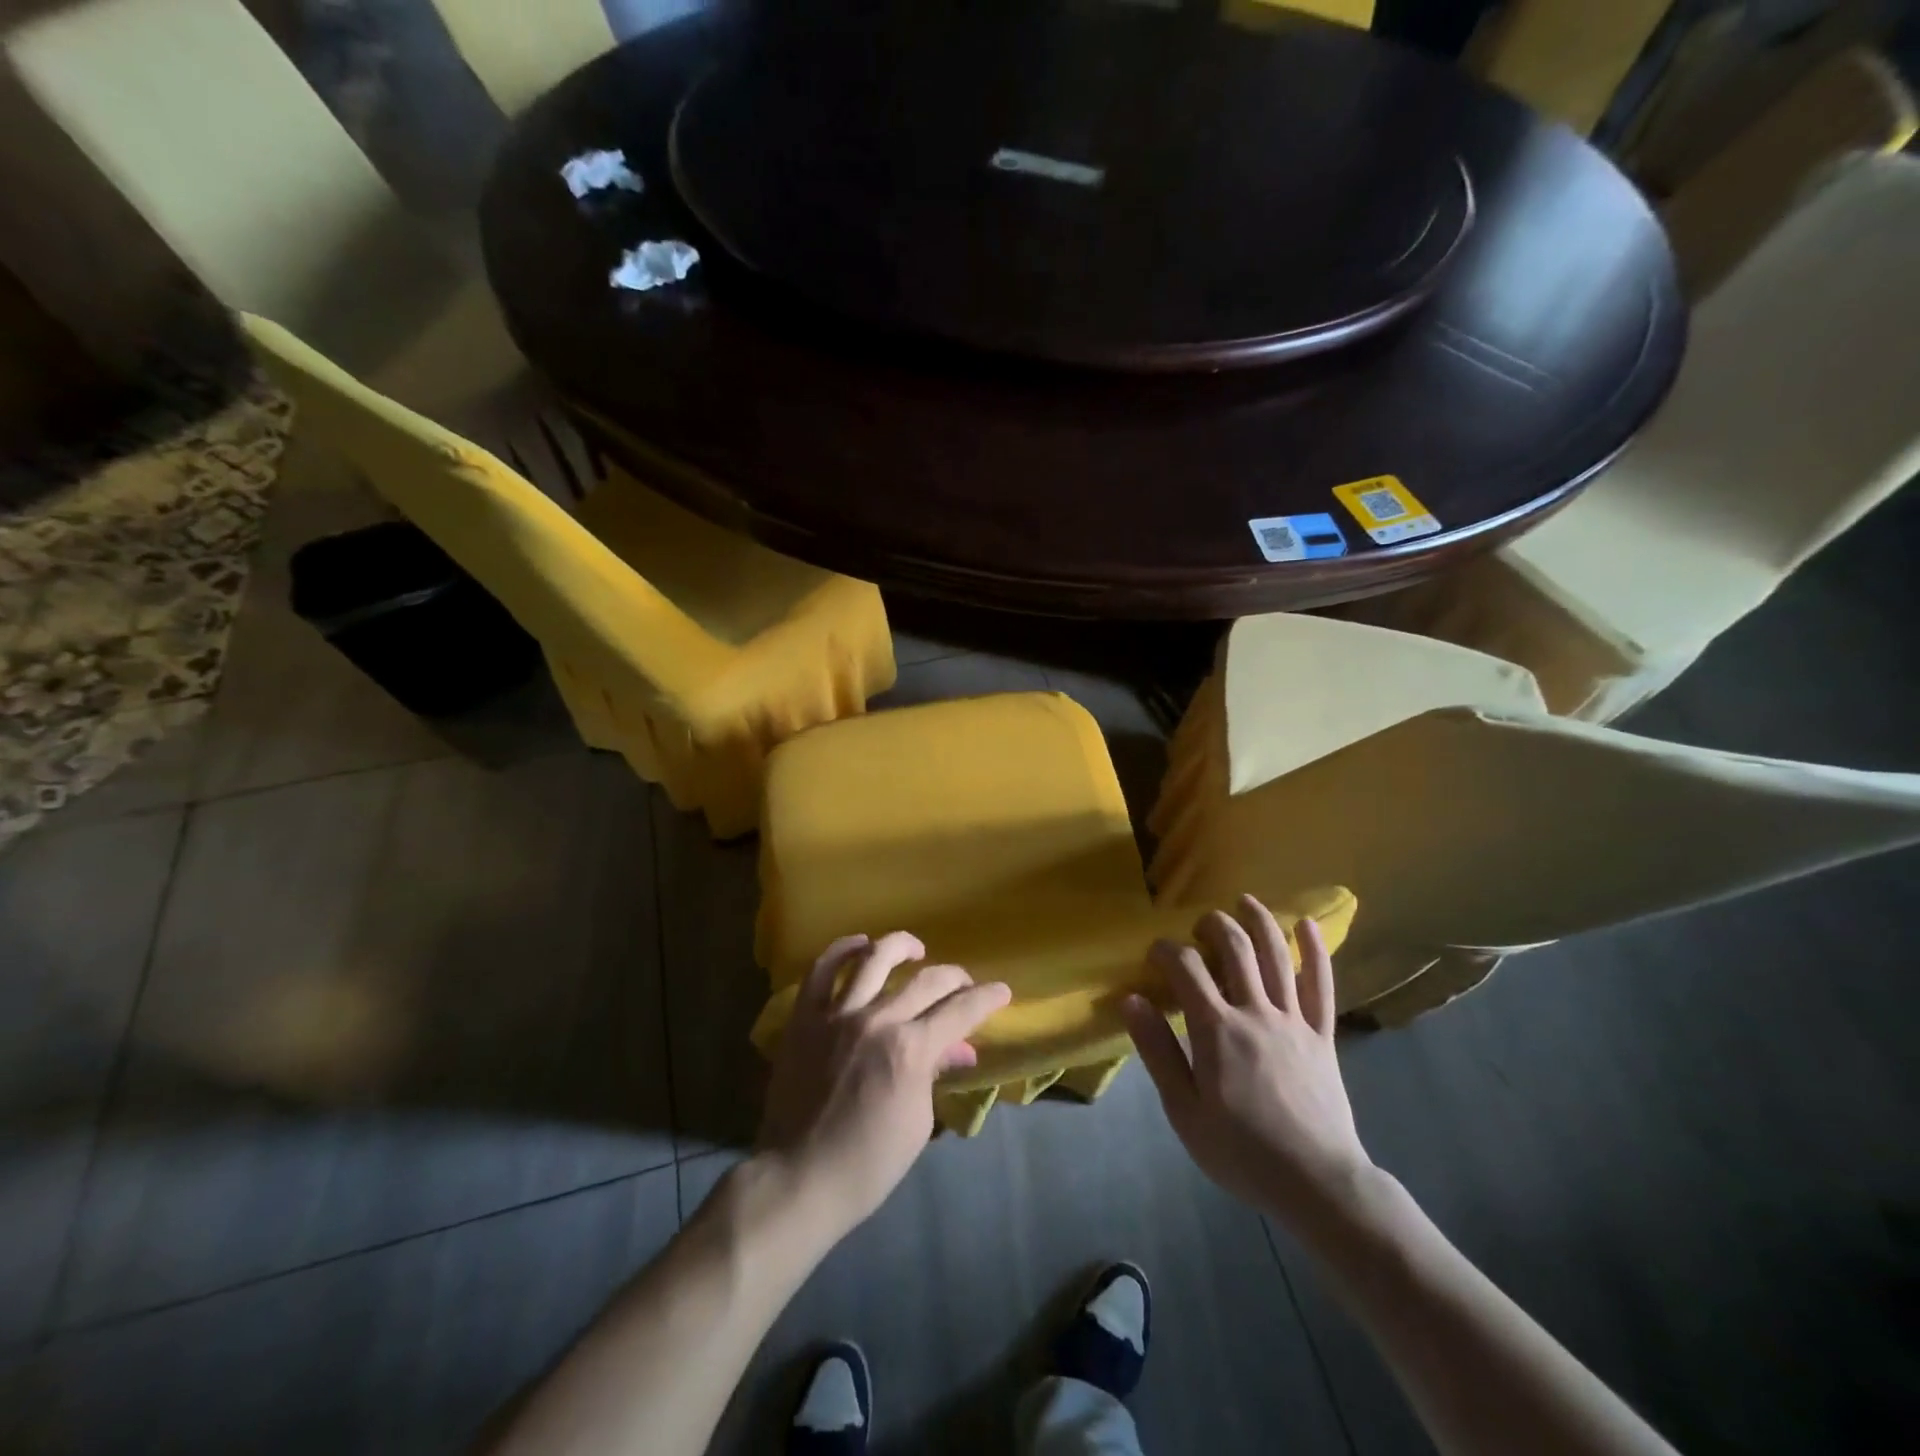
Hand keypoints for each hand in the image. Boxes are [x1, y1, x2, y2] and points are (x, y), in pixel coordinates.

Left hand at [758, 932, 1011, 1236]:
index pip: (960, 1011)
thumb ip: (935, 1073)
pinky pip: (822, 971)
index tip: (1001, 991)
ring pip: (874, 959)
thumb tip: (958, 1048)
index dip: (986, 998)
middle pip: (926, 981)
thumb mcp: (916, 1122)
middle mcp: (877, 1020)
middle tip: (964, 984)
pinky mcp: (805, 1018)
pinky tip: (859, 944)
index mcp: (910, 1050)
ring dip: (901, 947)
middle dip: (955, 977)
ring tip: (915, 949)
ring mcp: (837, 1014)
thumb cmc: (867, 1164)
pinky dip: (842, 950)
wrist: (799, 1177)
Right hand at [1123, 896, 1373, 1223]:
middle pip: (1234, 948)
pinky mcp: (1323, 1034)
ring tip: (1245, 901)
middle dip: (1212, 925)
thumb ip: (1157, 1050)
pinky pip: (1323, 984)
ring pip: (1276, 955)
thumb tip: (1131, 1000)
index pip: (1186, 968)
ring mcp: (1294, 1020)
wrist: (1318, 1185)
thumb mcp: (1184, 1110)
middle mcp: (1255, 1012)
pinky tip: (1308, 924)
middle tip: (1198, 925)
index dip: (1166, 950)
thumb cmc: (1241, 1151)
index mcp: (1217, 1029)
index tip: (1154, 953)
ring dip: (1259, 921)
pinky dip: (1316, 950)